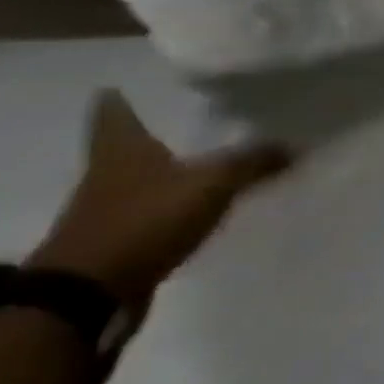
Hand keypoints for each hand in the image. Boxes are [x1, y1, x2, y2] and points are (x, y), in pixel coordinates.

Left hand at [26, 91, 293, 312]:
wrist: (86, 296)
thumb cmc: (145, 220)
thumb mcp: (213, 183)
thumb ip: (255, 161)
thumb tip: (298, 145)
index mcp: (120, 150)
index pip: (113, 114)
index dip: (117, 101)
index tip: (116, 87)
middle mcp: (105, 176)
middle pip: (123, 148)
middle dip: (145, 137)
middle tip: (176, 120)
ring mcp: (104, 214)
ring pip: (135, 182)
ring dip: (159, 175)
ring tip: (194, 164)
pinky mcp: (113, 245)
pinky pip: (146, 216)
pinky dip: (165, 210)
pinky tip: (190, 209)